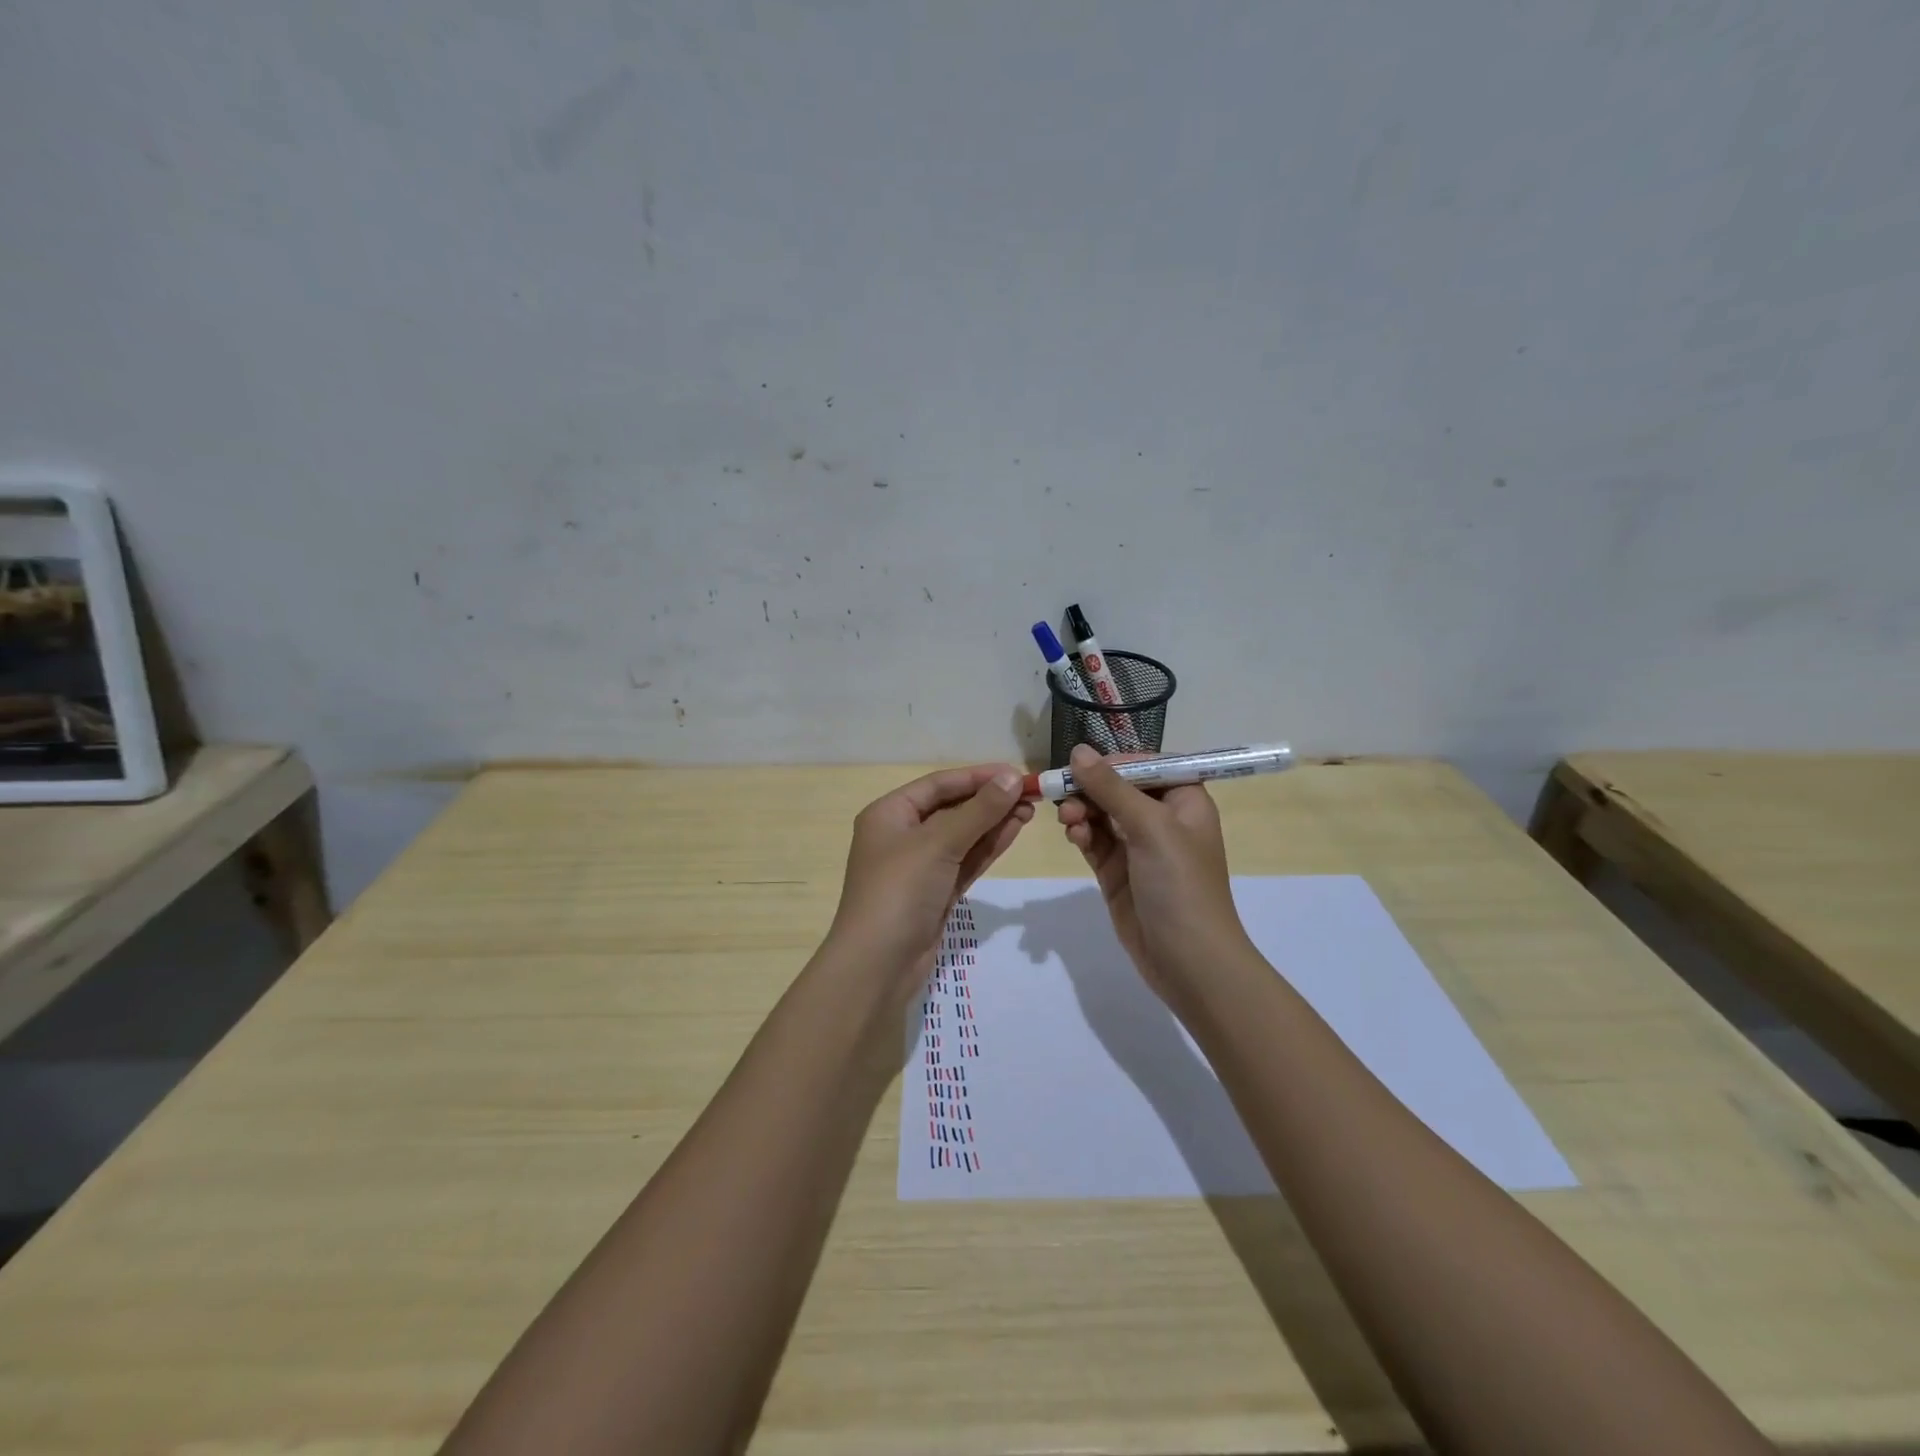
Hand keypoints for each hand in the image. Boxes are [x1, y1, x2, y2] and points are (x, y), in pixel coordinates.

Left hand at [827, 764, 1033, 986]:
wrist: (878, 965)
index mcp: (889, 814)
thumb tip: (1012, 777)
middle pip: (952, 808)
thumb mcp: (938, 843)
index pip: (939, 785)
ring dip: (994, 823)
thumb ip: (978, 811)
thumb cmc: (899, 891)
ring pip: (962, 836)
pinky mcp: (936, 892)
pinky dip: (988, 847)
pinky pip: (965, 860)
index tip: (1016, 773)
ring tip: (1030, 811)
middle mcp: (902, 835)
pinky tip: (1013, 832)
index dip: (978, 777)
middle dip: (990, 801)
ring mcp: (920, 866)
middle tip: (1031, 795)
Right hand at [1055, 745, 1250, 1001]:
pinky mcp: (1117, 871)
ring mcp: (1138, 847)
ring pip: (1101, 813)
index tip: (1082, 765)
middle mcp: (1162, 819)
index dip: (1114, 762)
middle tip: (1063, 795)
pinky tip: (1074, 837)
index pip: (1147, 765)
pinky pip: (1094, 841)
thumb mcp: (1149, 827)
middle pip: (1118, 787)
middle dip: (1090, 788)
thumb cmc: (1180, 884)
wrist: (1188, 960)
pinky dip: (1082, 834)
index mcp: (1184, 800)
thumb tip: (1078, 751)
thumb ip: (1111, 788)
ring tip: (1068, 821)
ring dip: (1081, 811)